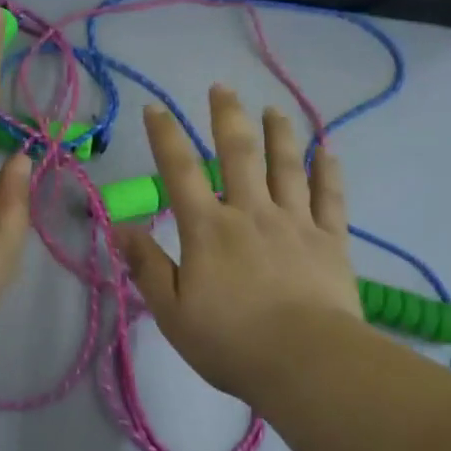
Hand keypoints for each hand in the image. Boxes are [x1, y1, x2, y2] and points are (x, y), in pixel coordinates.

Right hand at [118, 87, 361, 399]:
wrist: (306, 363)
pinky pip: (330, 197)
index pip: (180, 172)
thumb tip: (120, 227)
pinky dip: (328, 172)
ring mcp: (295, 222)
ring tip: (275, 109)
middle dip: (227, 117)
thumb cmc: (231, 343)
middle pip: (238, 154)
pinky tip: (327, 151)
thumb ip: (147, 267)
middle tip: (222, 88)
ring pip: (286, 166)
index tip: (155, 109)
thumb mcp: (172, 312)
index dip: (165, 137)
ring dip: (279, 134)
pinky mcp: (331, 240)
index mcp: (208, 229)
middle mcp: (250, 213)